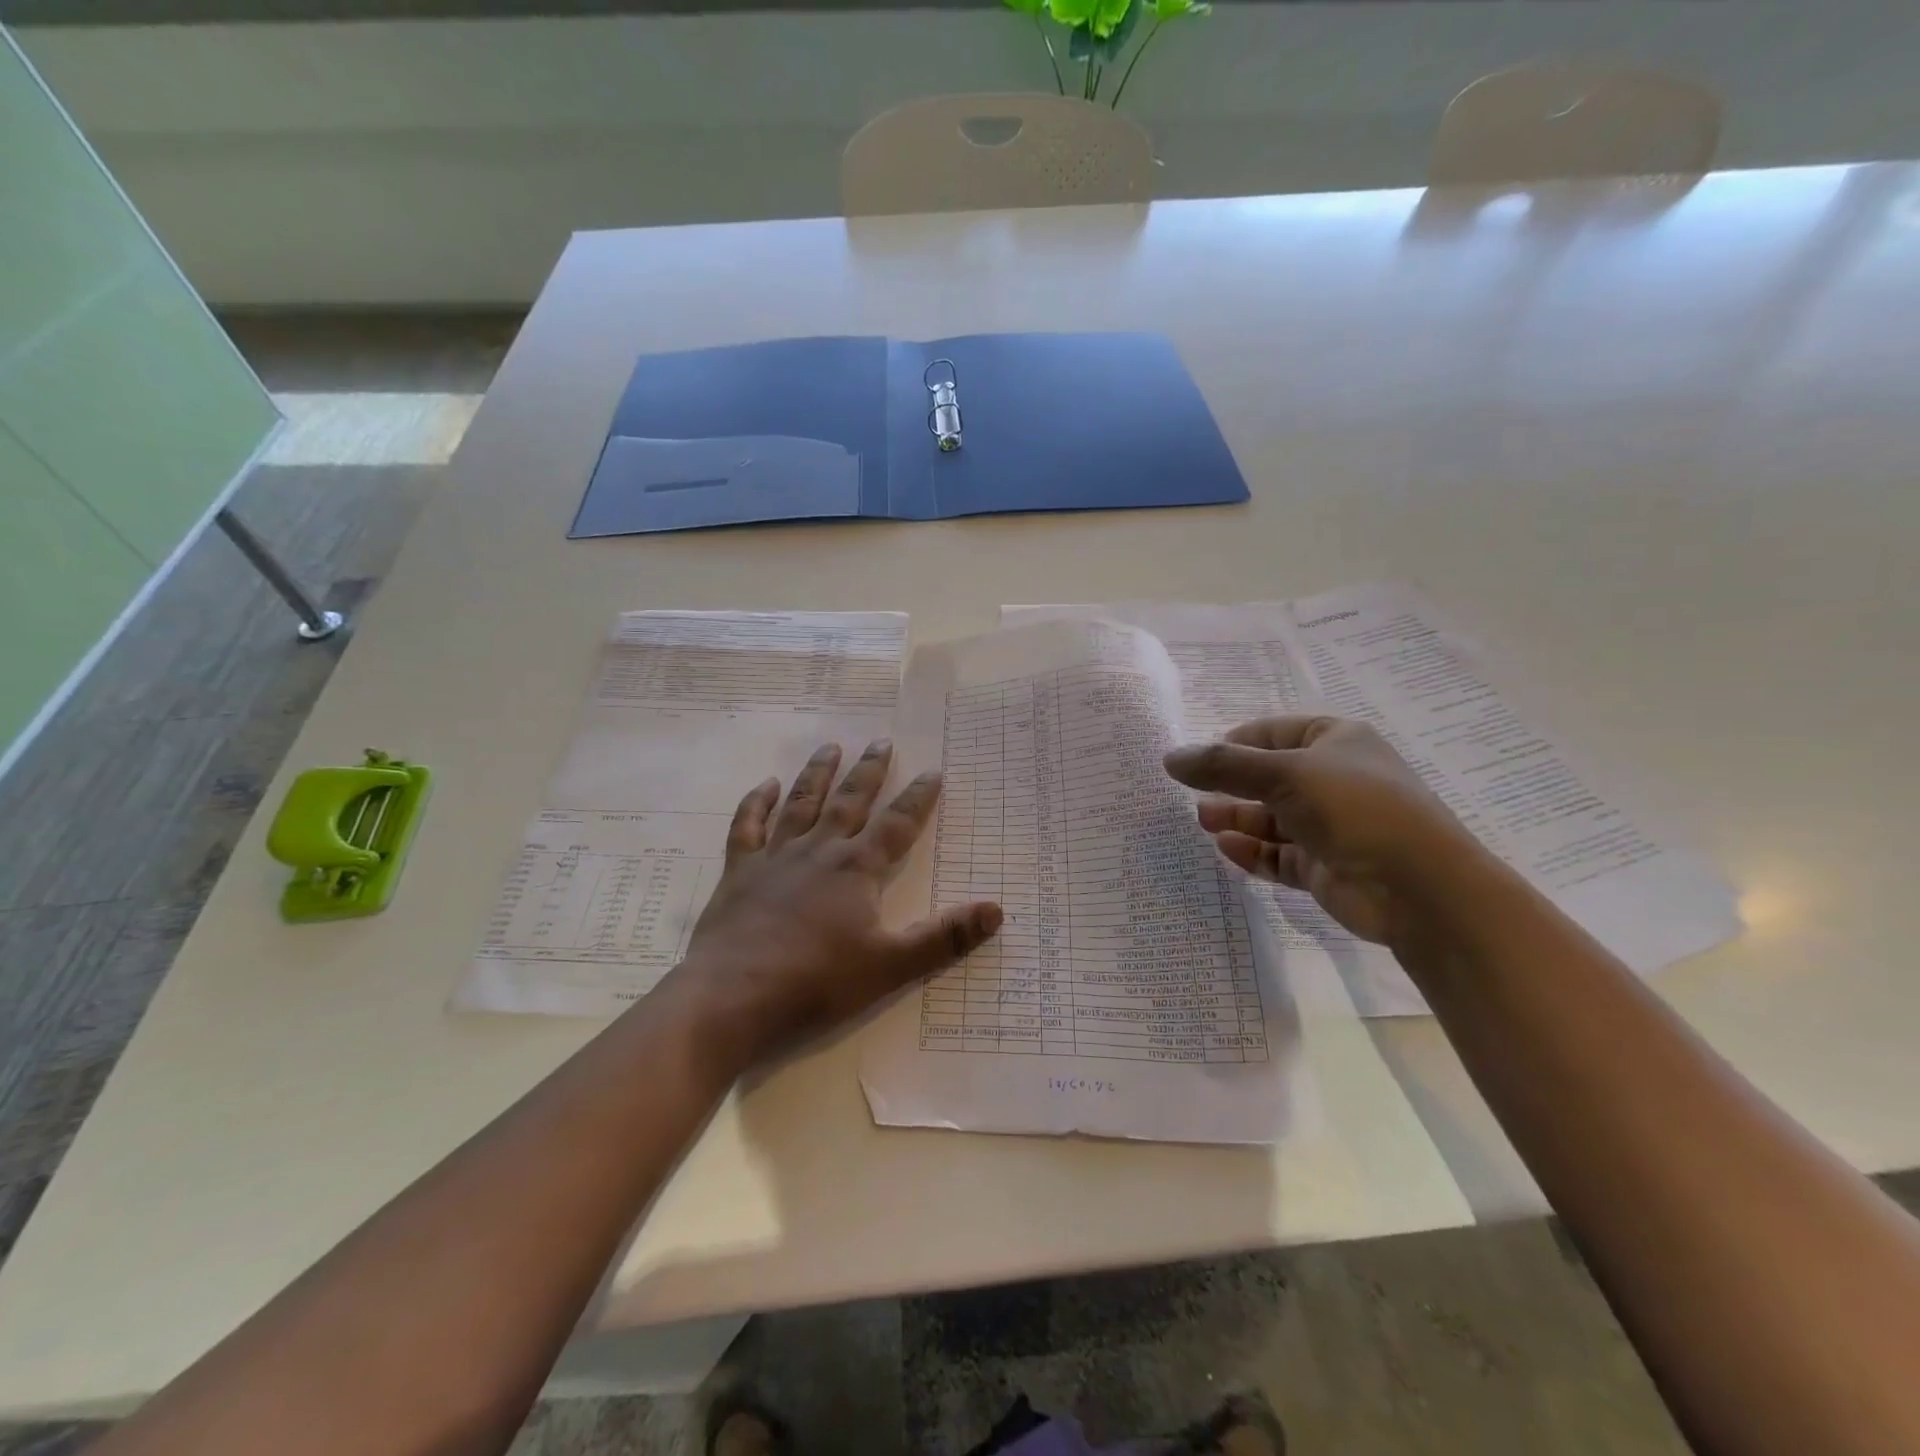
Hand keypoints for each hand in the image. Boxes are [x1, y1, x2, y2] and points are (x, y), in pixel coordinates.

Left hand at [675, 740, 1001, 1070]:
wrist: (732, 996)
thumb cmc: (816, 981)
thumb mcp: (890, 965)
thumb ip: (944, 938)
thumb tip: (996, 910)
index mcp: (857, 869)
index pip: (897, 825)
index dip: (918, 799)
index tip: (932, 772)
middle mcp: (819, 850)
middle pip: (850, 802)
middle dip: (869, 772)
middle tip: (881, 742)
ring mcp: (775, 857)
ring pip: (801, 803)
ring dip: (818, 774)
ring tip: (831, 746)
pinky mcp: (739, 872)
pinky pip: (747, 826)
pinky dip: (756, 803)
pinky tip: (765, 785)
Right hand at [1163, 715, 1485, 943]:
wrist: (1419, 887)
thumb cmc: (1354, 808)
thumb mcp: (1283, 774)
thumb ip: (1222, 765)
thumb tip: (1170, 758)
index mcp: (1336, 742)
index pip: (1273, 733)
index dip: (1234, 743)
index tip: (1198, 759)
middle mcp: (1334, 780)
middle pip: (1268, 778)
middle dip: (1230, 785)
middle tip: (1191, 794)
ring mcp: (1331, 826)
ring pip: (1271, 819)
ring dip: (1237, 818)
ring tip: (1203, 820)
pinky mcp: (1325, 866)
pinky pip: (1279, 855)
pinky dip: (1253, 852)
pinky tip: (1226, 848)